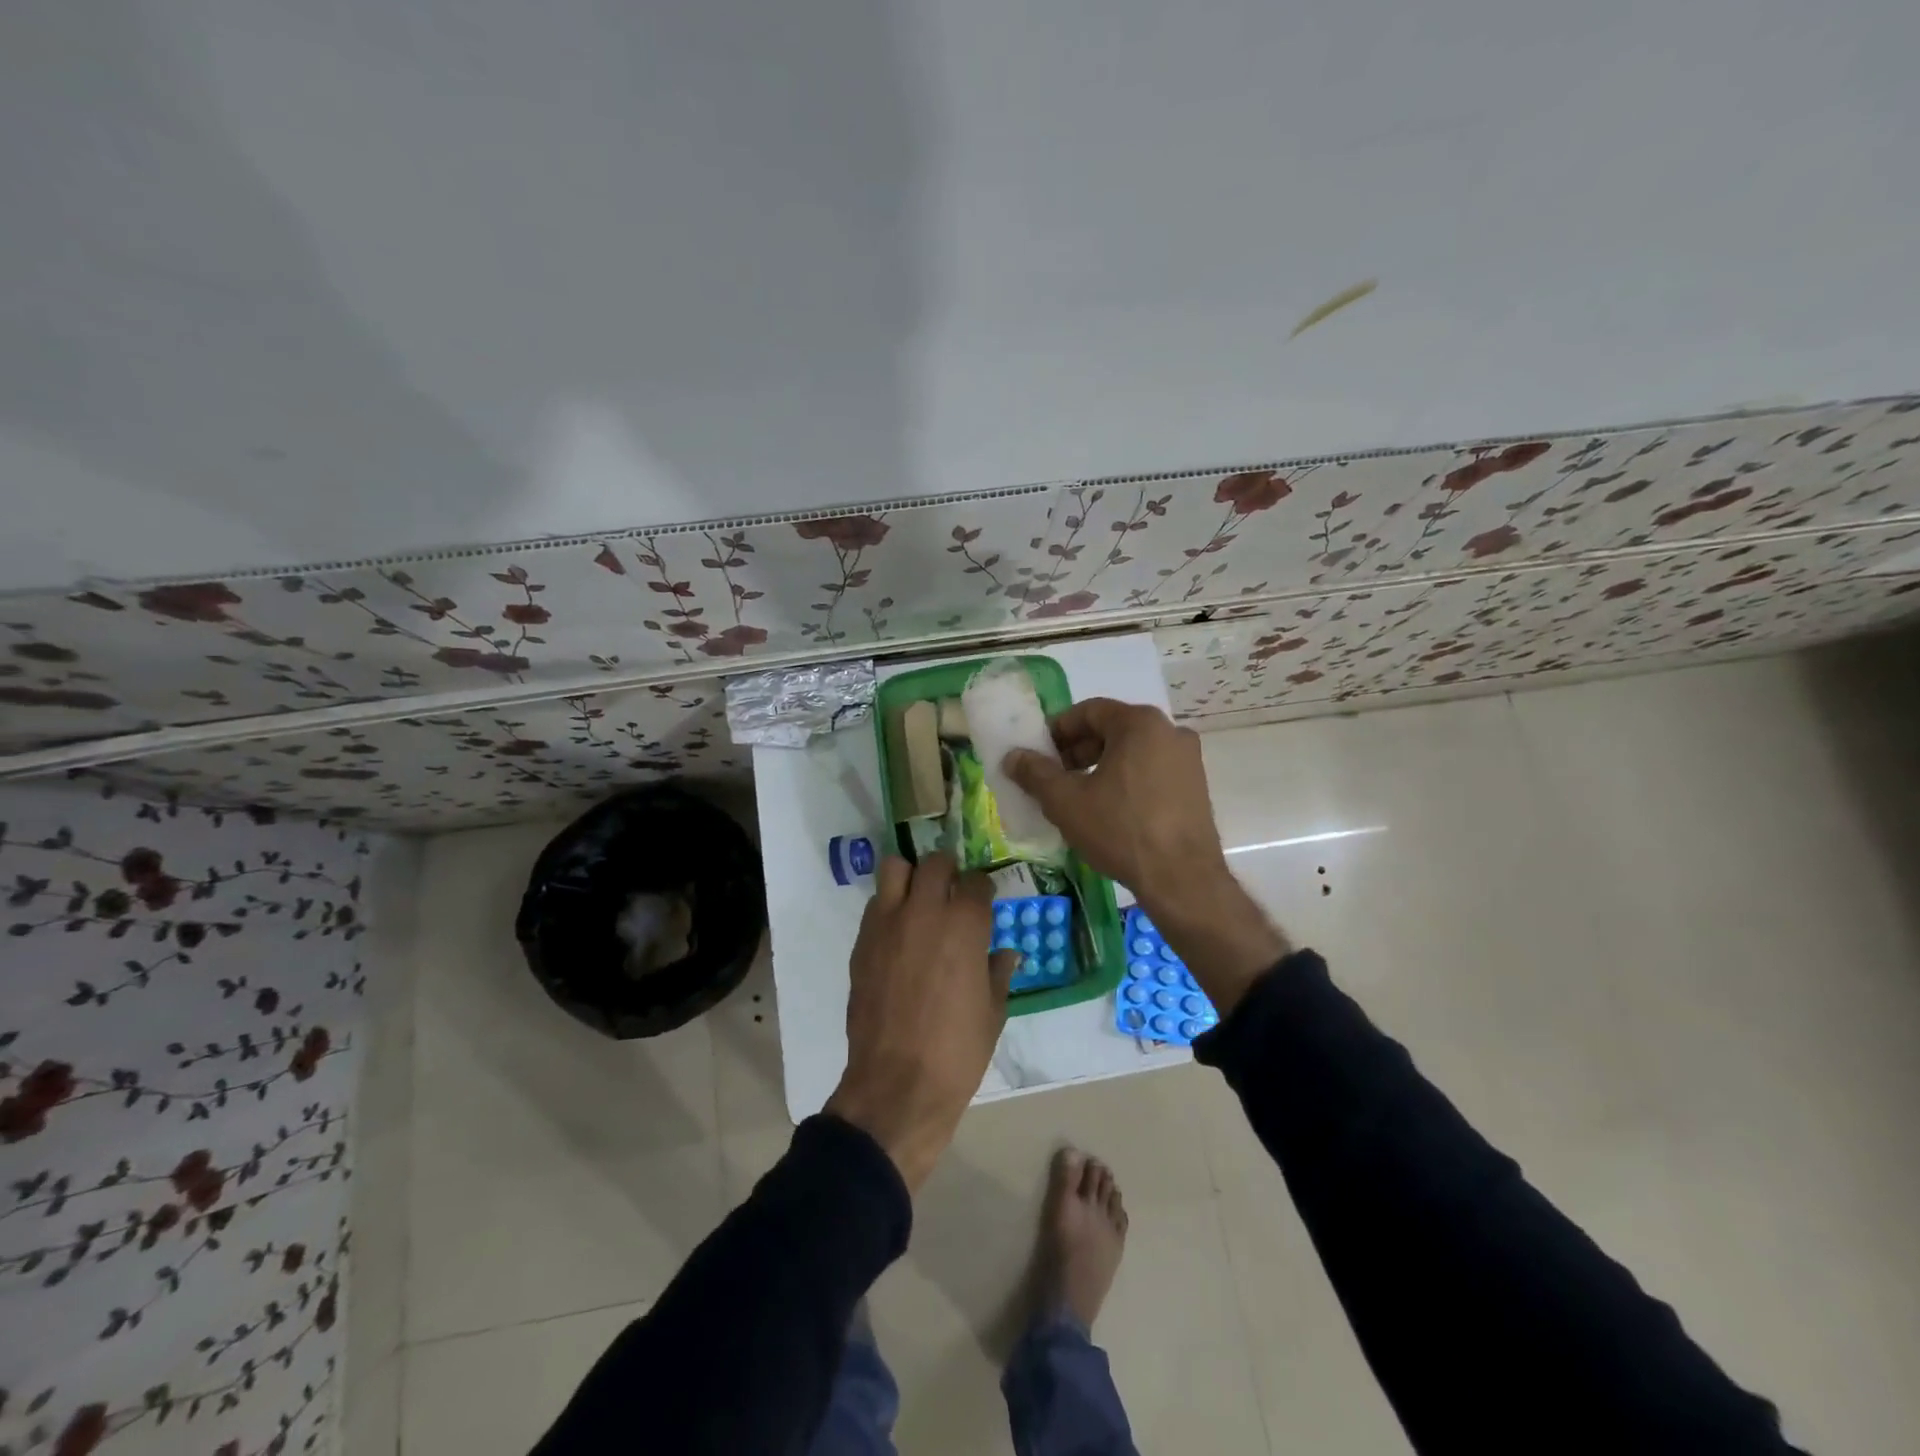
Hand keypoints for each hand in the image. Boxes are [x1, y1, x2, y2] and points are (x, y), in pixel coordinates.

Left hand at [825, 853, 1019, 1189]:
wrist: (897, 1084)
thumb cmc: (957, 1051)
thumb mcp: (992, 1013)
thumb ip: (998, 973)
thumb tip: (1005, 954)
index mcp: (964, 925)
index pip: (976, 881)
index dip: (983, 889)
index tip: (984, 901)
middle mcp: (924, 912)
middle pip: (935, 863)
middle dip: (948, 871)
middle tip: (953, 893)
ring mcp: (888, 923)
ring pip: (895, 868)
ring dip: (911, 877)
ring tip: (919, 900)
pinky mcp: (862, 942)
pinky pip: (875, 904)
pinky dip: (889, 906)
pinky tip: (898, 934)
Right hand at [1003, 699, 1287, 1012]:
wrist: (1182, 879)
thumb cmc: (1120, 830)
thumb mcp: (1066, 801)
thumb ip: (1035, 773)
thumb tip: (1013, 756)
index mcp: (1140, 723)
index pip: (1089, 711)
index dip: (1057, 730)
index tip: (1038, 753)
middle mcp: (1169, 731)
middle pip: (1112, 729)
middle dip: (1078, 750)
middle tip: (1054, 776)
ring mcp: (1188, 759)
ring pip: (1133, 751)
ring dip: (1101, 766)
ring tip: (1078, 796)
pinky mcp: (1196, 786)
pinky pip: (1152, 771)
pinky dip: (1126, 780)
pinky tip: (1109, 809)